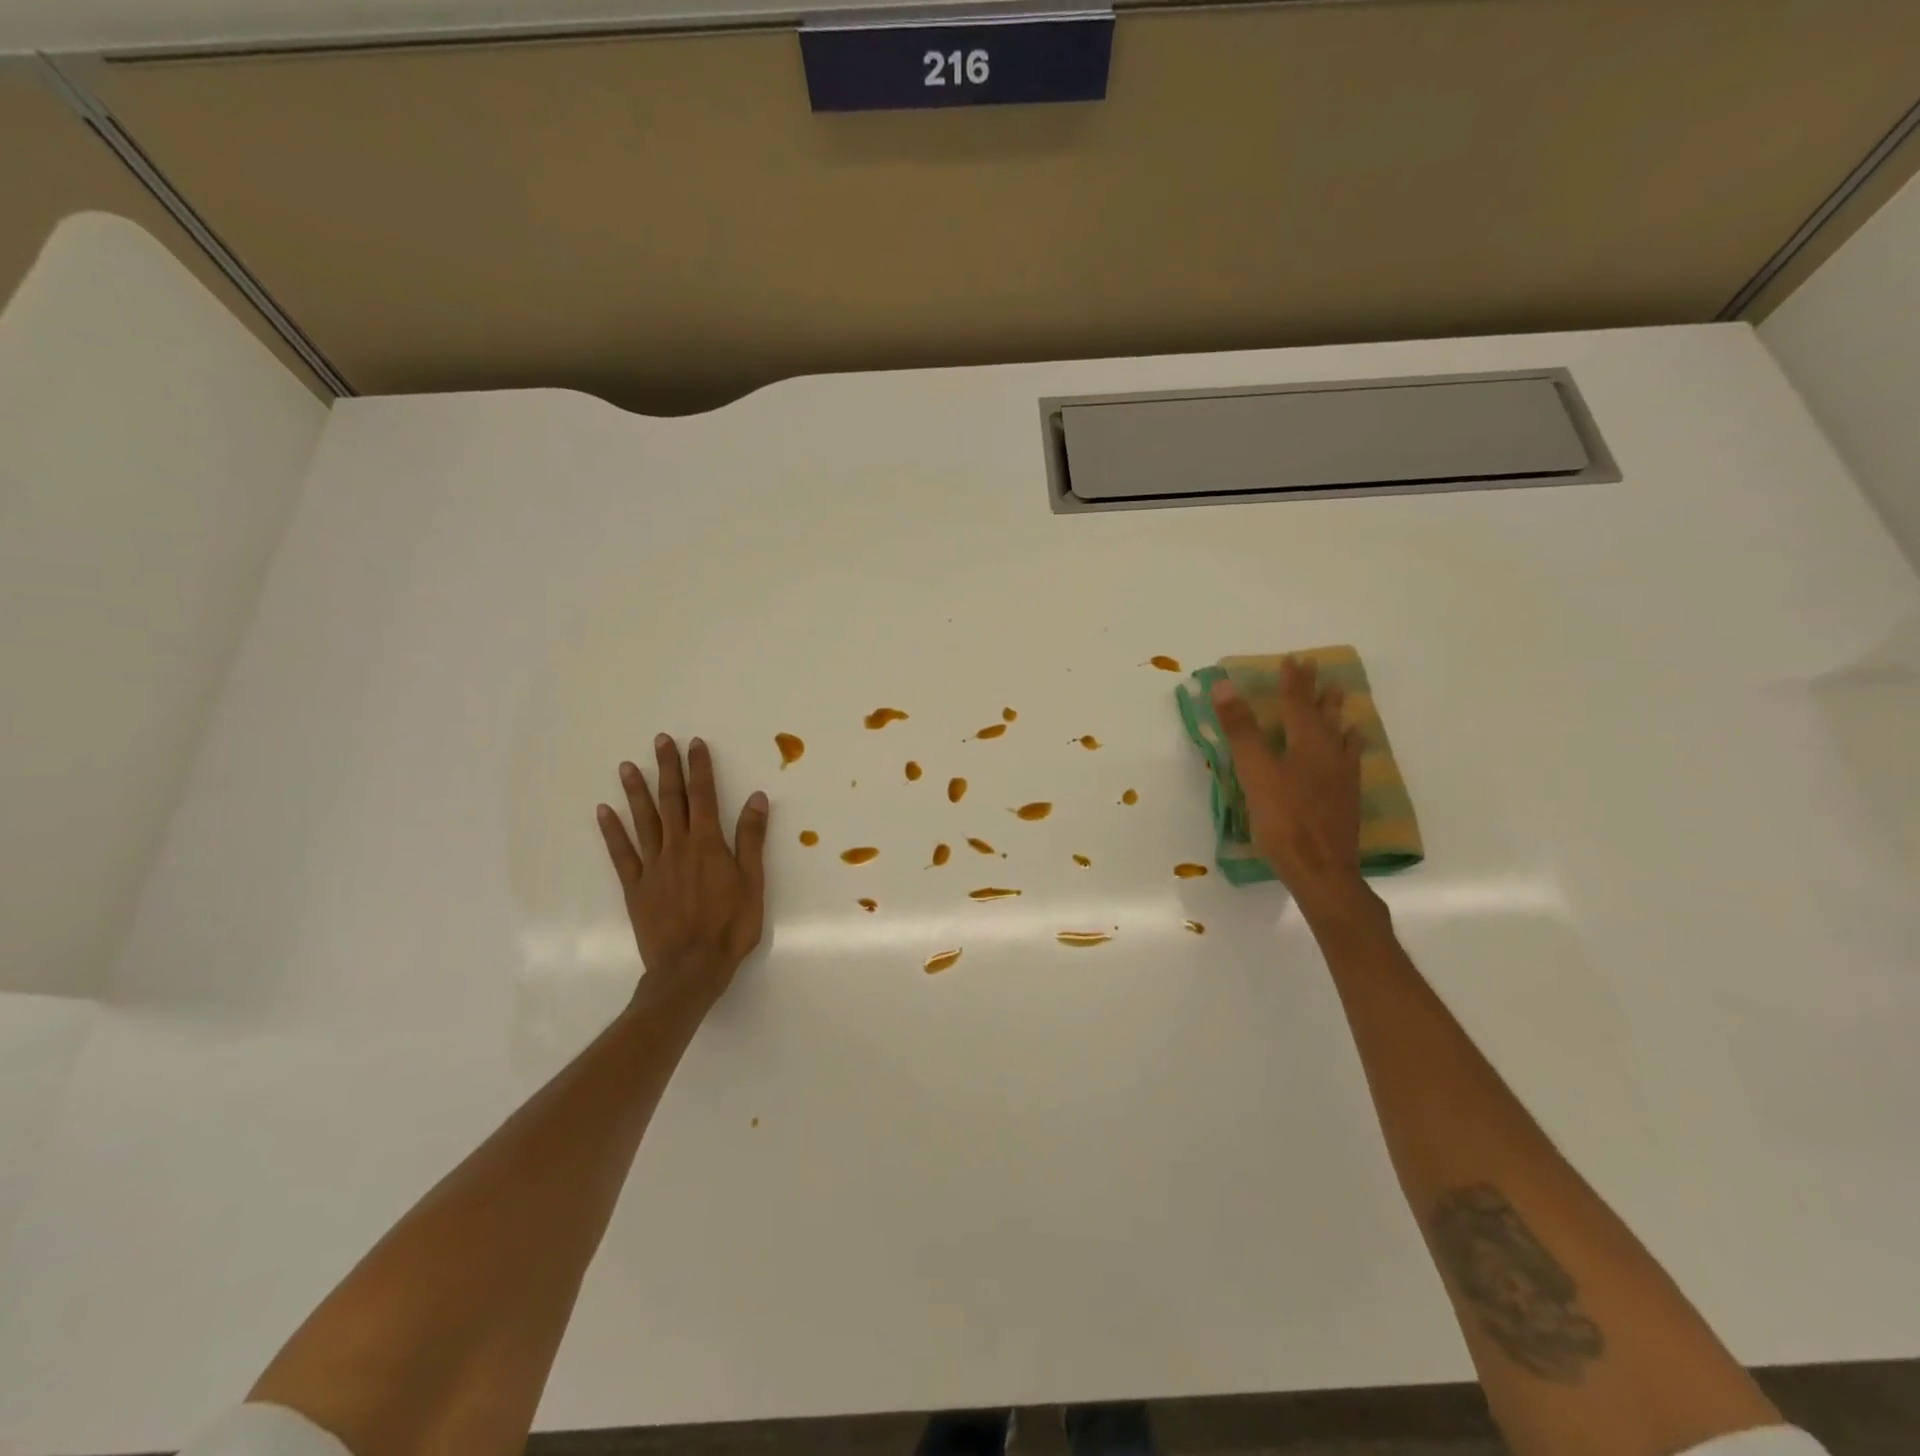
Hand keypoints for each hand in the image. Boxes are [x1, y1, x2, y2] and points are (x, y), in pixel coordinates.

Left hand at [596, 734, 769, 1008]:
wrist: (691, 968)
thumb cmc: (730, 926)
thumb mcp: (753, 882)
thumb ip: (751, 839)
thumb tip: (756, 798)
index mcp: (709, 844)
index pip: (704, 796)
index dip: (699, 768)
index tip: (694, 744)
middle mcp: (678, 847)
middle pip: (672, 801)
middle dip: (667, 769)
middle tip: (660, 741)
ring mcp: (653, 866)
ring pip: (644, 821)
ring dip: (637, 792)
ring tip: (627, 766)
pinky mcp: (636, 887)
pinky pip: (621, 854)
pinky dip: (612, 831)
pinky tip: (603, 812)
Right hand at [1211, 657, 1365, 911]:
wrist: (1321, 870)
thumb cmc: (1283, 819)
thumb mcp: (1254, 772)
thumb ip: (1241, 729)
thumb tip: (1225, 685)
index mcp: (1307, 743)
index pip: (1298, 703)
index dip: (1293, 681)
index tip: (1294, 659)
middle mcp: (1330, 754)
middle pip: (1324, 716)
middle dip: (1318, 693)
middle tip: (1320, 672)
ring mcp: (1343, 778)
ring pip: (1342, 737)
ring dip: (1338, 716)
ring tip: (1343, 703)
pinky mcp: (1347, 800)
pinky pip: (1350, 761)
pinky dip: (1349, 747)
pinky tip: (1350, 754)